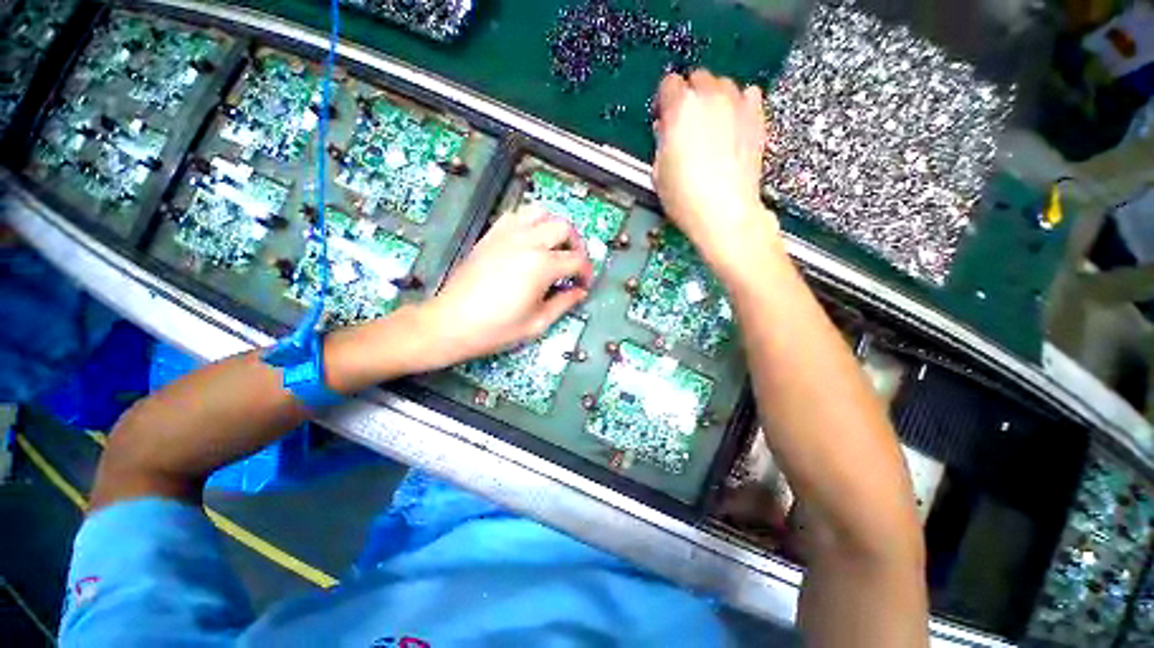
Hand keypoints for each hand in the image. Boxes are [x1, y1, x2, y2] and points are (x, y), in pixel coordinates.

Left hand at [420, 205, 592, 366]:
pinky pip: (516, 215)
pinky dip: (529, 222)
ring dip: (554, 227)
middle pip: (564, 227)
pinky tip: (529, 241)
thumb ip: (564, 303)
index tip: (584, 285)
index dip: (586, 272)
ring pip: (541, 212)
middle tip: (573, 264)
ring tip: (554, 247)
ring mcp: (507, 235)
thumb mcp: (537, 323)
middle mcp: (527, 242)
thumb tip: (580, 292)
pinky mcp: (491, 235)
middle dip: (576, 245)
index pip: (577, 260)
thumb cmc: (497, 328)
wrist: (452, 323)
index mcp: (542, 265)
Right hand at [653, 70, 780, 277]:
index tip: (664, 116)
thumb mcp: (659, 171)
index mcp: (681, 108)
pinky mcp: (757, 118)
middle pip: (698, 78)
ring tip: (711, 124)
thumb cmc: (686, 197)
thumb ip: (662, 141)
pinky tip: (734, 123)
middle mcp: (710, 97)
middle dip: (690, 95)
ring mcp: (737, 105)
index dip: (665, 101)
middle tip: (687, 123)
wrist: (725, 212)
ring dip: (714, 98)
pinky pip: (749, 95)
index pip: (669, 84)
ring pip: (724, 84)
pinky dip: (740, 104)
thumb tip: (666, 129)